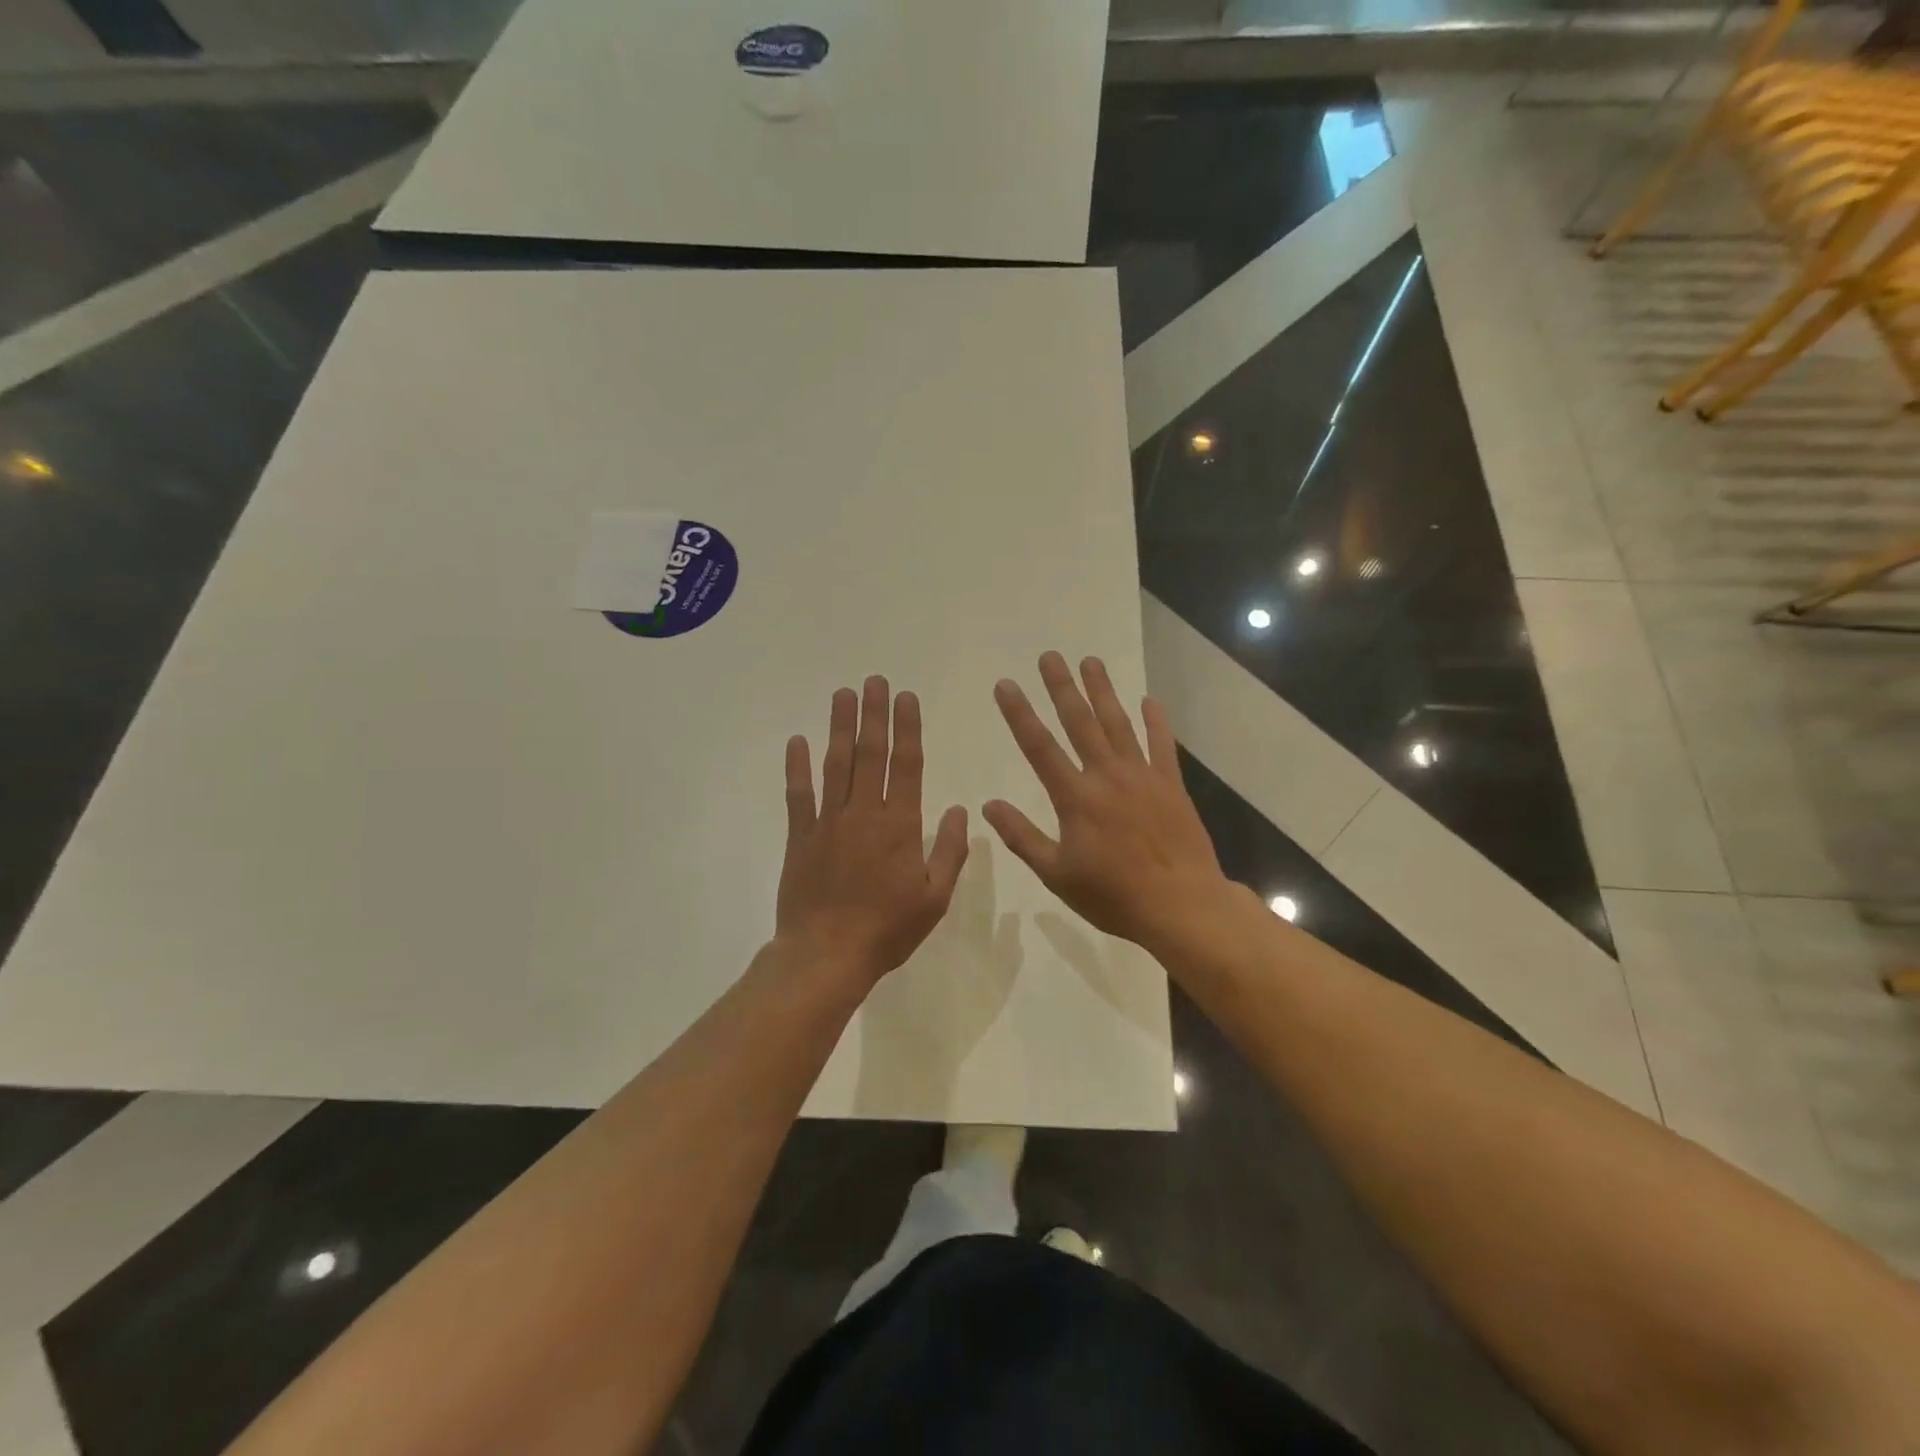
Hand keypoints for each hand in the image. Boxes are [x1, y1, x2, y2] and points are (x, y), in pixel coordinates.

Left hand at [777, 676, 969, 986]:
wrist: (826, 955)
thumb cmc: (887, 930)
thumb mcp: (934, 899)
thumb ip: (949, 852)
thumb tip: (961, 811)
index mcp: (900, 826)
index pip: (907, 765)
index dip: (907, 729)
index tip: (906, 698)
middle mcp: (864, 814)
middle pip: (870, 754)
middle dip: (874, 714)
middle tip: (875, 680)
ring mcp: (828, 823)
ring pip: (836, 765)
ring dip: (840, 727)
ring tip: (843, 694)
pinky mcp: (800, 837)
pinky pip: (798, 795)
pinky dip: (797, 767)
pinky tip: (797, 741)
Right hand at [984, 652, 1230, 954]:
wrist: (1181, 905)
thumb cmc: (1113, 895)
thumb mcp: (1057, 874)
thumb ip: (1022, 837)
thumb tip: (989, 806)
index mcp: (1075, 798)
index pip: (1039, 747)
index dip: (1019, 714)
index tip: (1006, 685)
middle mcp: (1107, 776)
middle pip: (1080, 723)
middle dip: (1062, 688)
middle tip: (1049, 656)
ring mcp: (1142, 777)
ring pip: (1118, 724)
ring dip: (1103, 691)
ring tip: (1091, 661)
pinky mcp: (1171, 785)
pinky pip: (1161, 745)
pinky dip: (1155, 721)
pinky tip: (1149, 700)